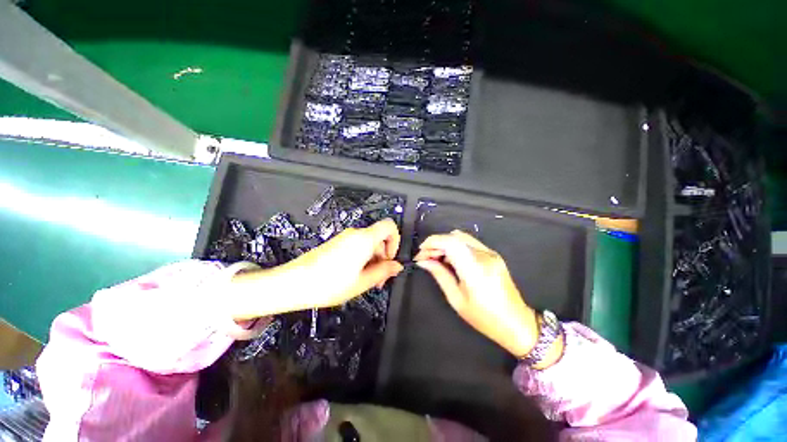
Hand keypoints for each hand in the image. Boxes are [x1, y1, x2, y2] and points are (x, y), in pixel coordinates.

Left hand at [229, 219, 402, 318]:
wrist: (294, 282)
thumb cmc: (329, 284)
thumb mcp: (362, 282)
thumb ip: (383, 272)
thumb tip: (397, 266)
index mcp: (365, 239)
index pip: (389, 226)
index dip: (396, 241)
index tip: (391, 259)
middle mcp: (355, 233)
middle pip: (379, 238)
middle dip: (383, 257)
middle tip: (379, 279)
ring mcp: (345, 237)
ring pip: (369, 244)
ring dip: (373, 260)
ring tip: (367, 281)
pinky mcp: (337, 243)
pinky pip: (357, 246)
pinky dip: (362, 258)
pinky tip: (355, 276)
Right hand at [414, 230, 538, 357]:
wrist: (517, 323)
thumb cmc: (484, 318)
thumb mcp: (456, 299)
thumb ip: (439, 275)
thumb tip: (423, 262)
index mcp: (475, 269)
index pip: (451, 242)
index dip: (433, 242)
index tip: (420, 252)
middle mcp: (484, 256)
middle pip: (455, 237)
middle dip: (436, 243)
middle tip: (425, 257)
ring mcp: (491, 253)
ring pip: (461, 237)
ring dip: (445, 244)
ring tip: (435, 258)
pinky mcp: (493, 254)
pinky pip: (469, 243)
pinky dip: (455, 246)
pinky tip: (449, 259)